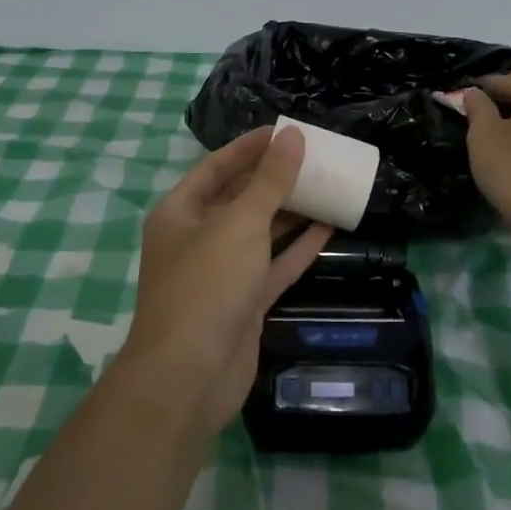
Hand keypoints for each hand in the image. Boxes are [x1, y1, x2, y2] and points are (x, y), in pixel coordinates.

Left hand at [121, 126, 332, 434]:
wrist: (189, 377)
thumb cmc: (206, 285)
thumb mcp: (240, 222)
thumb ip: (270, 180)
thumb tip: (293, 137)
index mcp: (180, 212)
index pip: (217, 167)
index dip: (250, 147)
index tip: (287, 132)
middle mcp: (197, 238)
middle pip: (240, 198)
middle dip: (274, 178)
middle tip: (315, 158)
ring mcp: (221, 273)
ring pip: (261, 232)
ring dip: (291, 211)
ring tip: (328, 186)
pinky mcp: (244, 303)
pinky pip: (275, 265)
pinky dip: (299, 247)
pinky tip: (330, 227)